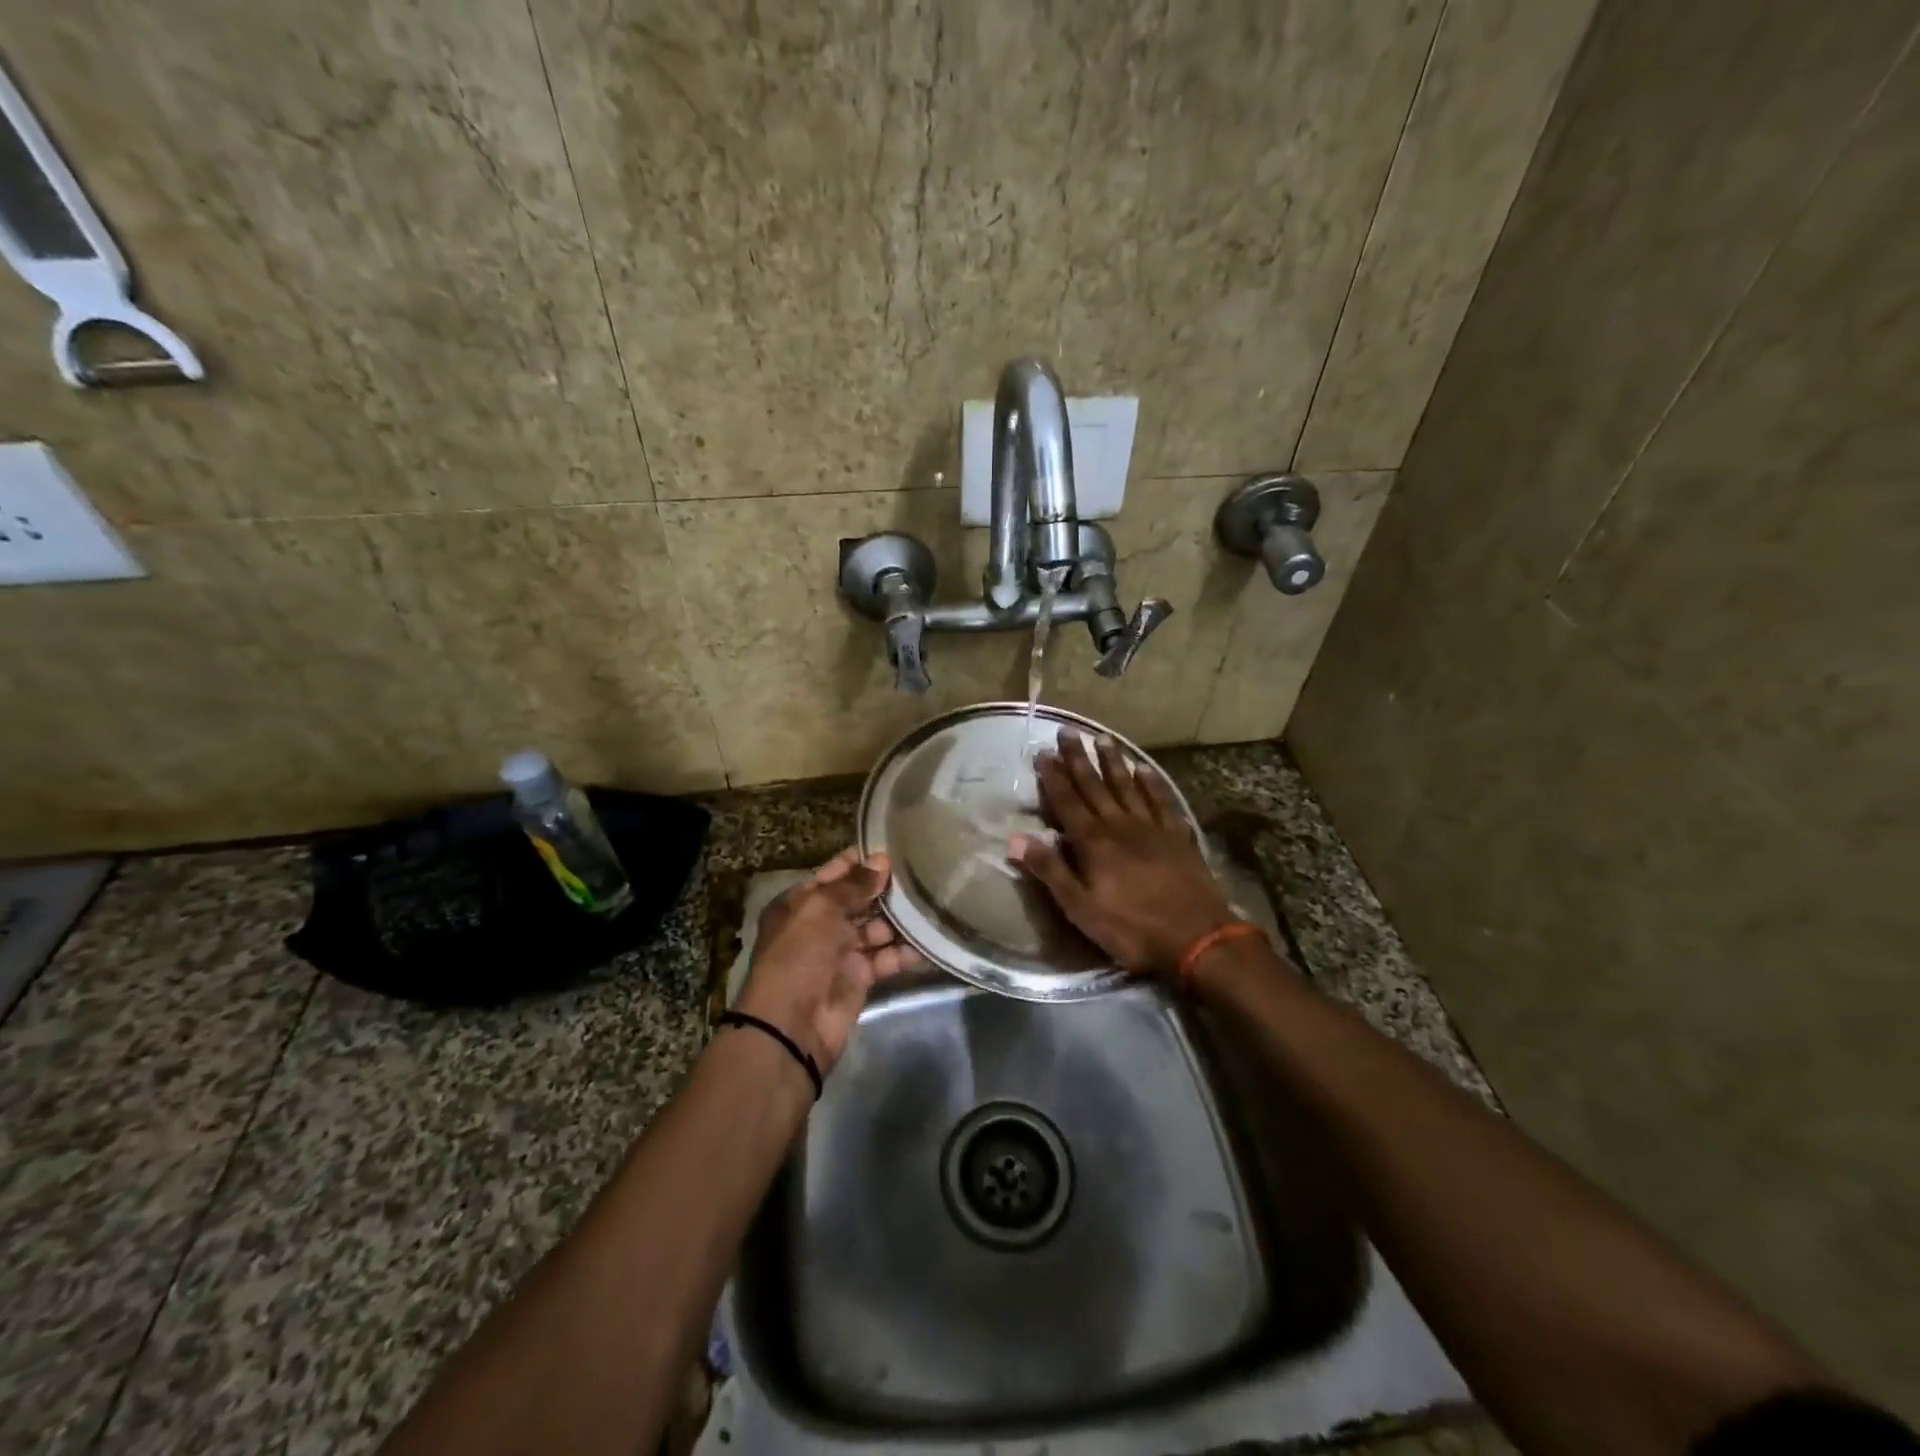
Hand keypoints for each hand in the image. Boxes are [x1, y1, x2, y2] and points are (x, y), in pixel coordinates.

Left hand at [734, 849, 915, 1074]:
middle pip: (857, 901)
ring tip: (930, 902)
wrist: (792, 1024)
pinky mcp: (859, 978)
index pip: (833, 874)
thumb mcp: (821, 908)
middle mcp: (819, 925)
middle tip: (921, 873)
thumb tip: (881, 862)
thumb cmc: (799, 954)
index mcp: (800, 904)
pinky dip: (903, 952)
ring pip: (875, 929)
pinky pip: (885, 958)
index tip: (893, 848)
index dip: (860, 862)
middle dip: (884, 890)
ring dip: (899, 920)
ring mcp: (840, 953)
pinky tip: (928, 940)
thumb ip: (854, 885)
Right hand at [1010, 731, 1235, 975]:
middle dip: (1079, 758)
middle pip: (1095, 786)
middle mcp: (1120, 825)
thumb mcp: (1081, 909)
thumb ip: (1050, 870)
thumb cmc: (1132, 928)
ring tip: (1103, 738)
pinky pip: (1162, 801)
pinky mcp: (1178, 837)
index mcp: (1094, 843)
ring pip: (1128, 786)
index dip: (1054, 777)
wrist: (1197, 939)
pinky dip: (1152, 783)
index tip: (1043, 752)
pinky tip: (1145, 769)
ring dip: (1113, 762)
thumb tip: (1014, 839)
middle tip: (1068, 731)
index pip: (1068, 801)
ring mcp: (1153, 828)